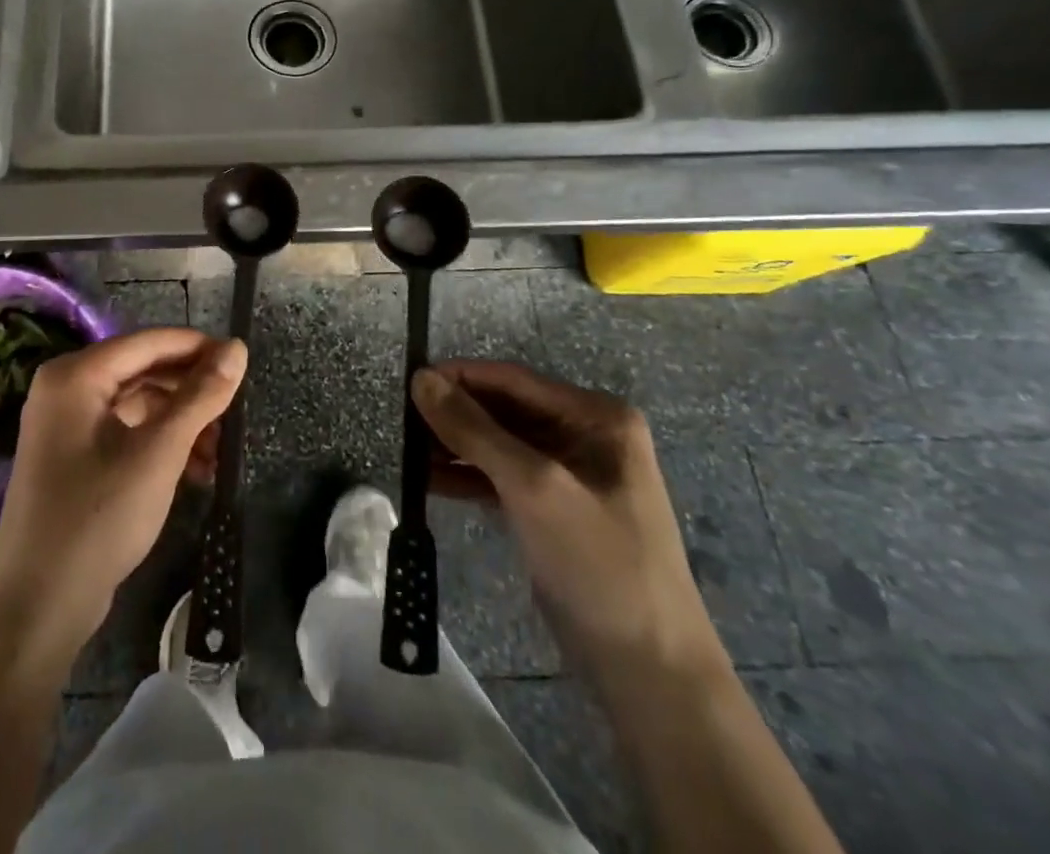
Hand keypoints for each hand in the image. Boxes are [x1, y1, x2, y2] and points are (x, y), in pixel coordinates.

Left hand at [0, 328, 245, 666]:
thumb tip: (237, 347)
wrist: (39, 607)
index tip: (242, 362)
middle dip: (192, 393)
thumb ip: (200, 396)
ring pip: (138, 404)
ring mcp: (66, 424)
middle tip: (236, 413)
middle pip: (143, 371)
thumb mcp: (159, 452)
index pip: (148, 342)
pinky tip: (196, 471)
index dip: (198, 348)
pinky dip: (161, 444)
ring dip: (181, 423)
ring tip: (221, 453)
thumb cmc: (99, 517)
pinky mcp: (73, 457)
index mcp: (75, 375)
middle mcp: (66, 388)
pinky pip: (126, 432)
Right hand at [411, 361, 726, 689]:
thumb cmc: (599, 564)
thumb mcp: (533, 487)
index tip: (407, 382)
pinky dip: (467, 475)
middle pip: (503, 409)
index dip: (459, 377)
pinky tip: (428, 480)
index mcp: (596, 417)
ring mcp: (569, 473)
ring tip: (407, 450)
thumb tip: (420, 378)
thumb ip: (474, 429)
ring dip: (454, 445)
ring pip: (498, 442)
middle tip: (401, 421)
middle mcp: (584, 434)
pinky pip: (501, 475)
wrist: (649, 672)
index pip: (512, 379)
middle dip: (454, 414)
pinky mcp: (552, 507)